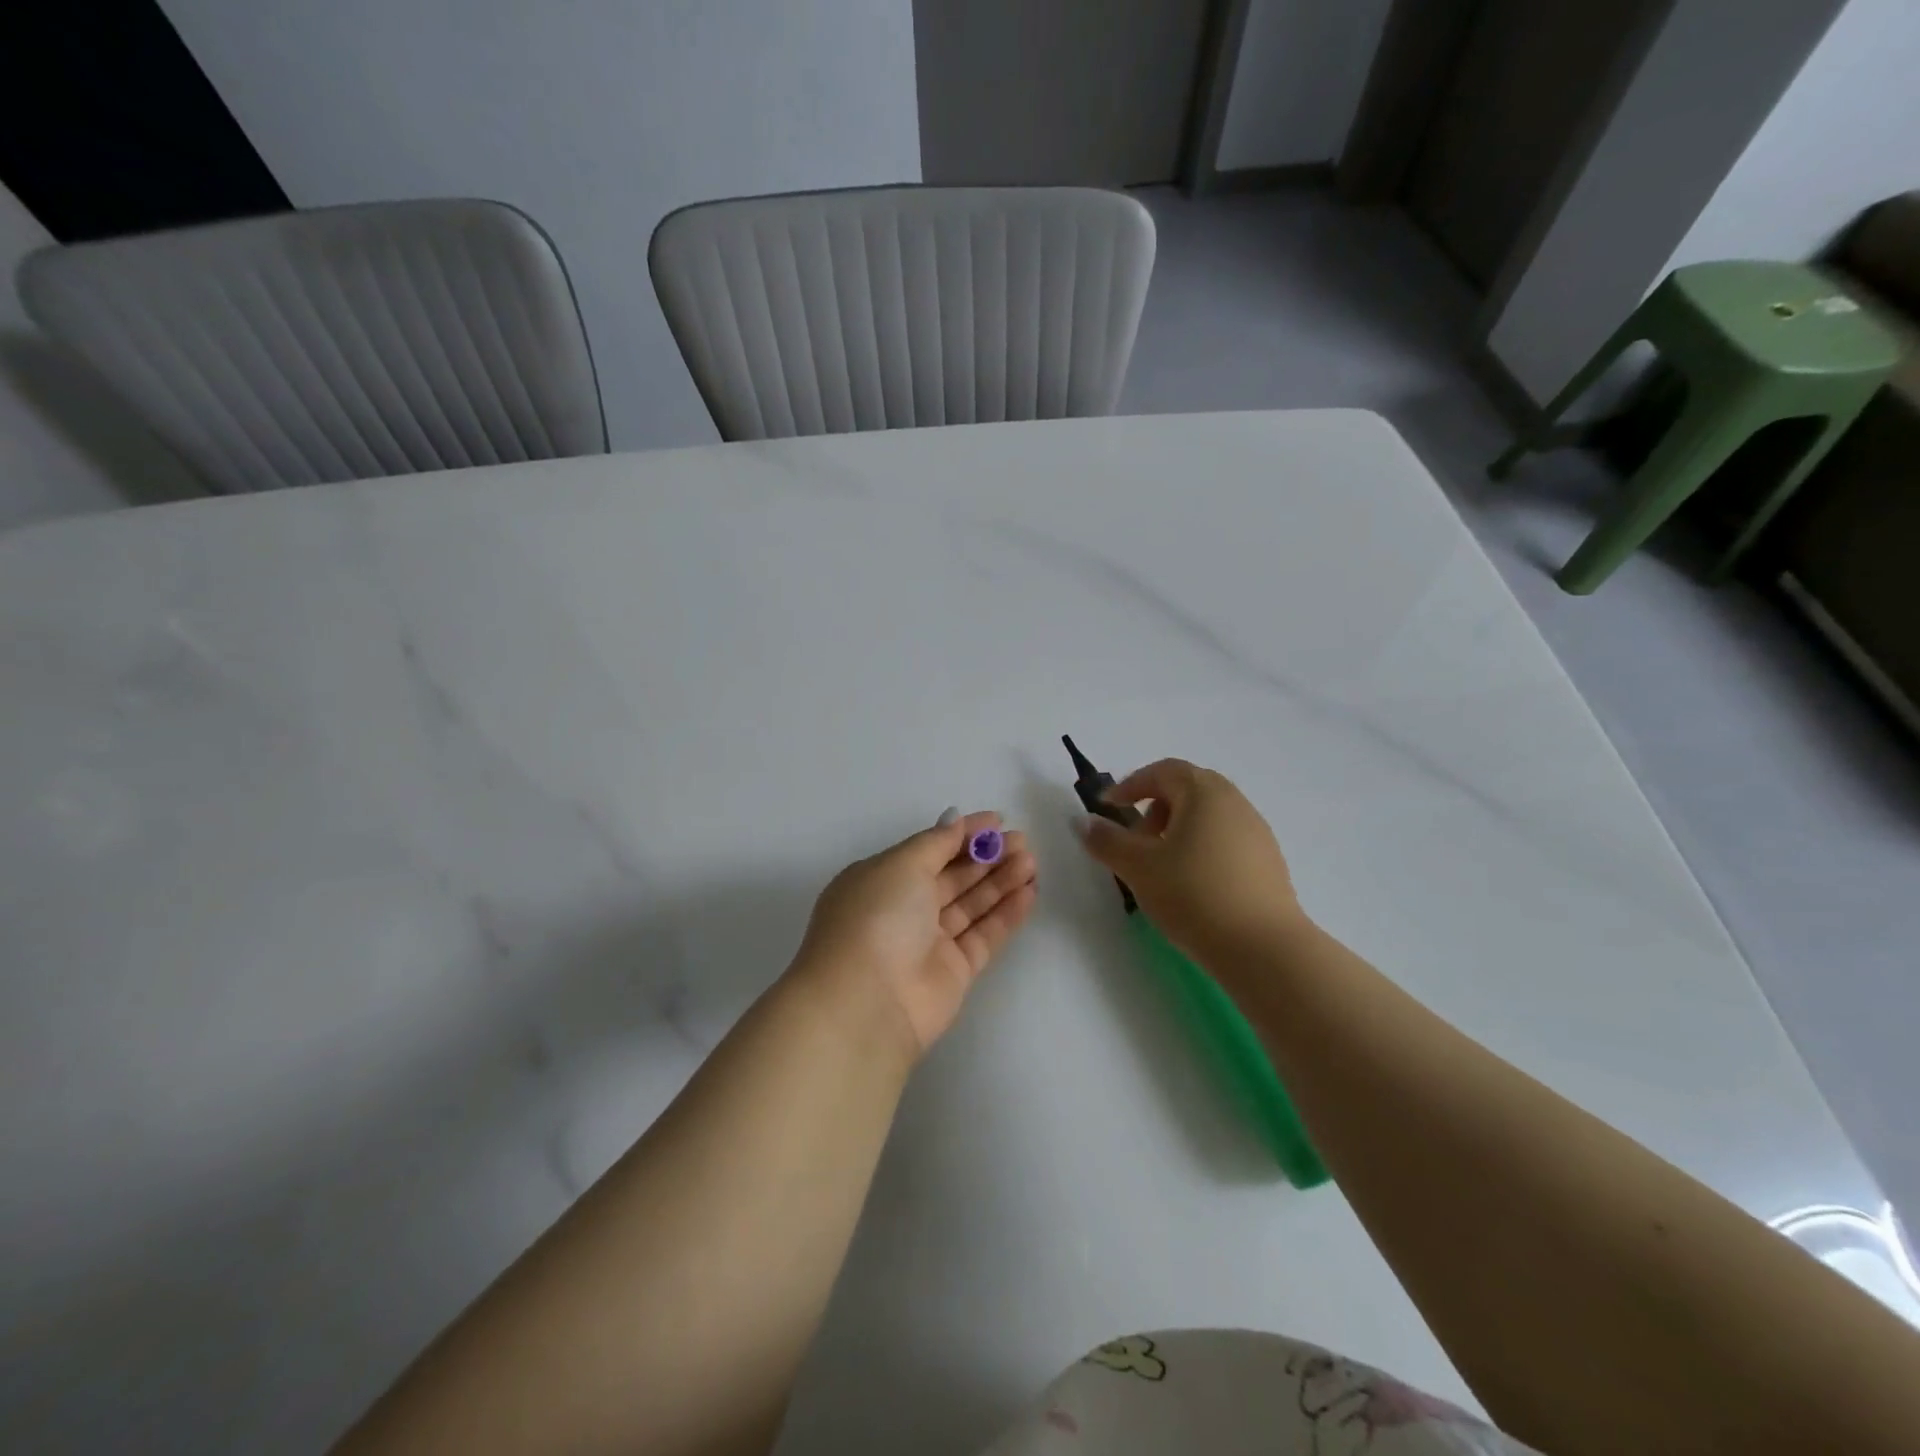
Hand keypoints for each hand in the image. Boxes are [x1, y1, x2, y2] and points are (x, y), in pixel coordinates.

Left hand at [794, 812, 1037, 1055]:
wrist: (867, 1002)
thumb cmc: (878, 917)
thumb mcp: (902, 864)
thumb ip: (936, 842)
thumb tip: (955, 820)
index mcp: (882, 879)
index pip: (929, 849)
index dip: (963, 834)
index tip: (998, 820)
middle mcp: (904, 908)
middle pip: (953, 876)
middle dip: (987, 856)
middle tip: (1023, 840)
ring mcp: (929, 941)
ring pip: (972, 904)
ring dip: (1001, 880)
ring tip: (1032, 861)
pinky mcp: (954, 971)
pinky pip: (985, 935)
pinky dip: (1006, 913)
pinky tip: (1029, 892)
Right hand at [1077, 759, 1305, 962]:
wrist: (1263, 948)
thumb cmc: (1193, 895)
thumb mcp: (1138, 867)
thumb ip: (1107, 840)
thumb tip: (1083, 821)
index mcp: (1204, 792)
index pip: (1162, 771)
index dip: (1130, 785)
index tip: (1108, 808)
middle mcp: (1234, 802)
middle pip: (1187, 790)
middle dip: (1154, 810)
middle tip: (1135, 842)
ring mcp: (1257, 831)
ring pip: (1207, 817)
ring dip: (1177, 831)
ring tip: (1160, 869)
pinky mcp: (1268, 862)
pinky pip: (1225, 840)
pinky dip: (1200, 849)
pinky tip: (1191, 886)